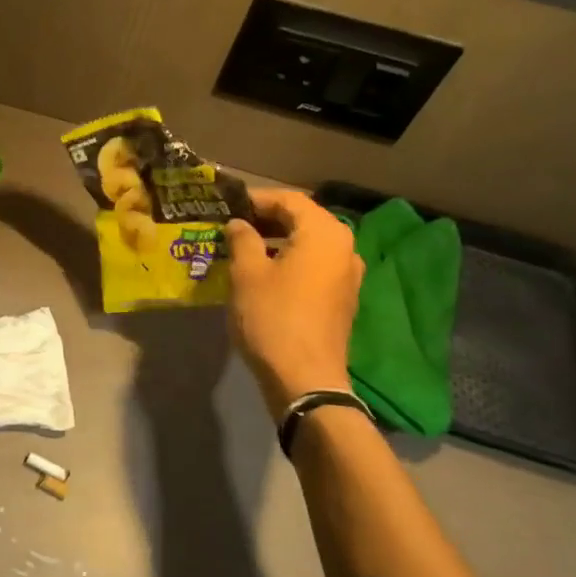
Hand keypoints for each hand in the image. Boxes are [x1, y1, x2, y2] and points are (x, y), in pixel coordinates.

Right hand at [226, 187, 364, 413]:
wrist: (305, 378)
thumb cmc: (272, 317)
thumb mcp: (247, 273)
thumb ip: (242, 239)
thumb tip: (239, 224)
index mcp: (324, 233)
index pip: (289, 199)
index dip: (256, 198)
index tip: (228, 204)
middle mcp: (344, 247)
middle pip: (304, 219)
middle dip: (267, 218)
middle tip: (232, 224)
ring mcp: (347, 275)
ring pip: (309, 244)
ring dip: (278, 240)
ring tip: (243, 247)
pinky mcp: (342, 298)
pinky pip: (315, 266)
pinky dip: (290, 260)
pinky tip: (264, 272)